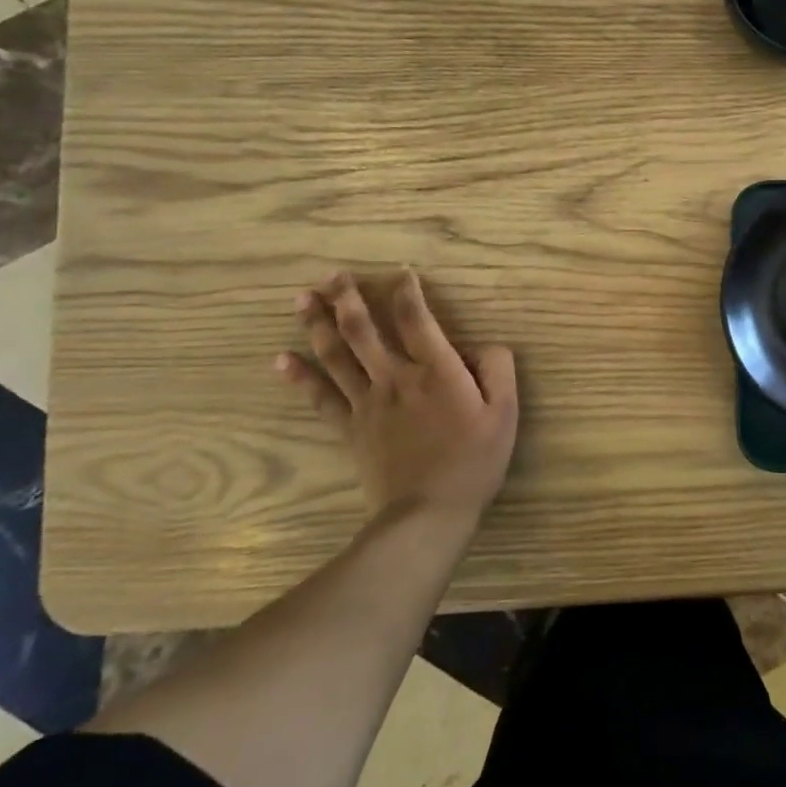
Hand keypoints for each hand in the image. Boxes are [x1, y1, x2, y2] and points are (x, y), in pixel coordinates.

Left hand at [276, 270, 517, 525]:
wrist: (428, 512)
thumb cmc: (473, 460)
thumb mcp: (505, 412)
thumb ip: (497, 368)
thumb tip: (482, 345)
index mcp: (436, 370)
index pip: (415, 318)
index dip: (406, 291)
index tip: (400, 273)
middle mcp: (395, 377)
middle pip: (363, 330)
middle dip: (347, 298)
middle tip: (334, 274)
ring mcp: (367, 402)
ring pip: (336, 355)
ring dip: (318, 324)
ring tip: (302, 298)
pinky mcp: (350, 428)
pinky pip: (320, 397)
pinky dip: (299, 377)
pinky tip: (280, 359)